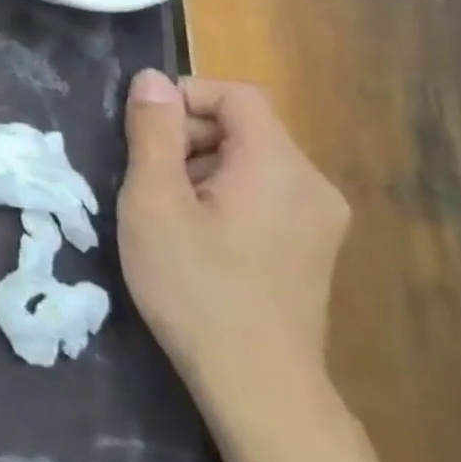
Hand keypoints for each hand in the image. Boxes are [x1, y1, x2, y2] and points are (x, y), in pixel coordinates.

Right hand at [117, 69, 350, 416]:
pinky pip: (263, 192)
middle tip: (145, 177)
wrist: (256, 383)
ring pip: (250, 160)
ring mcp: (319, 220)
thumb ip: (153, 133)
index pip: (237, 95)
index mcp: (279, 167)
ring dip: (199, 167)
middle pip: (244, 127)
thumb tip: (151, 79)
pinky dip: (222, 194)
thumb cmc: (194, 285)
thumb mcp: (153, 201)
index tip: (141, 131)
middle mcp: (313, 185)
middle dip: (186, 137)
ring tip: (164, 211)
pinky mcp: (312, 246)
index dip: (183, 97)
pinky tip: (195, 235)